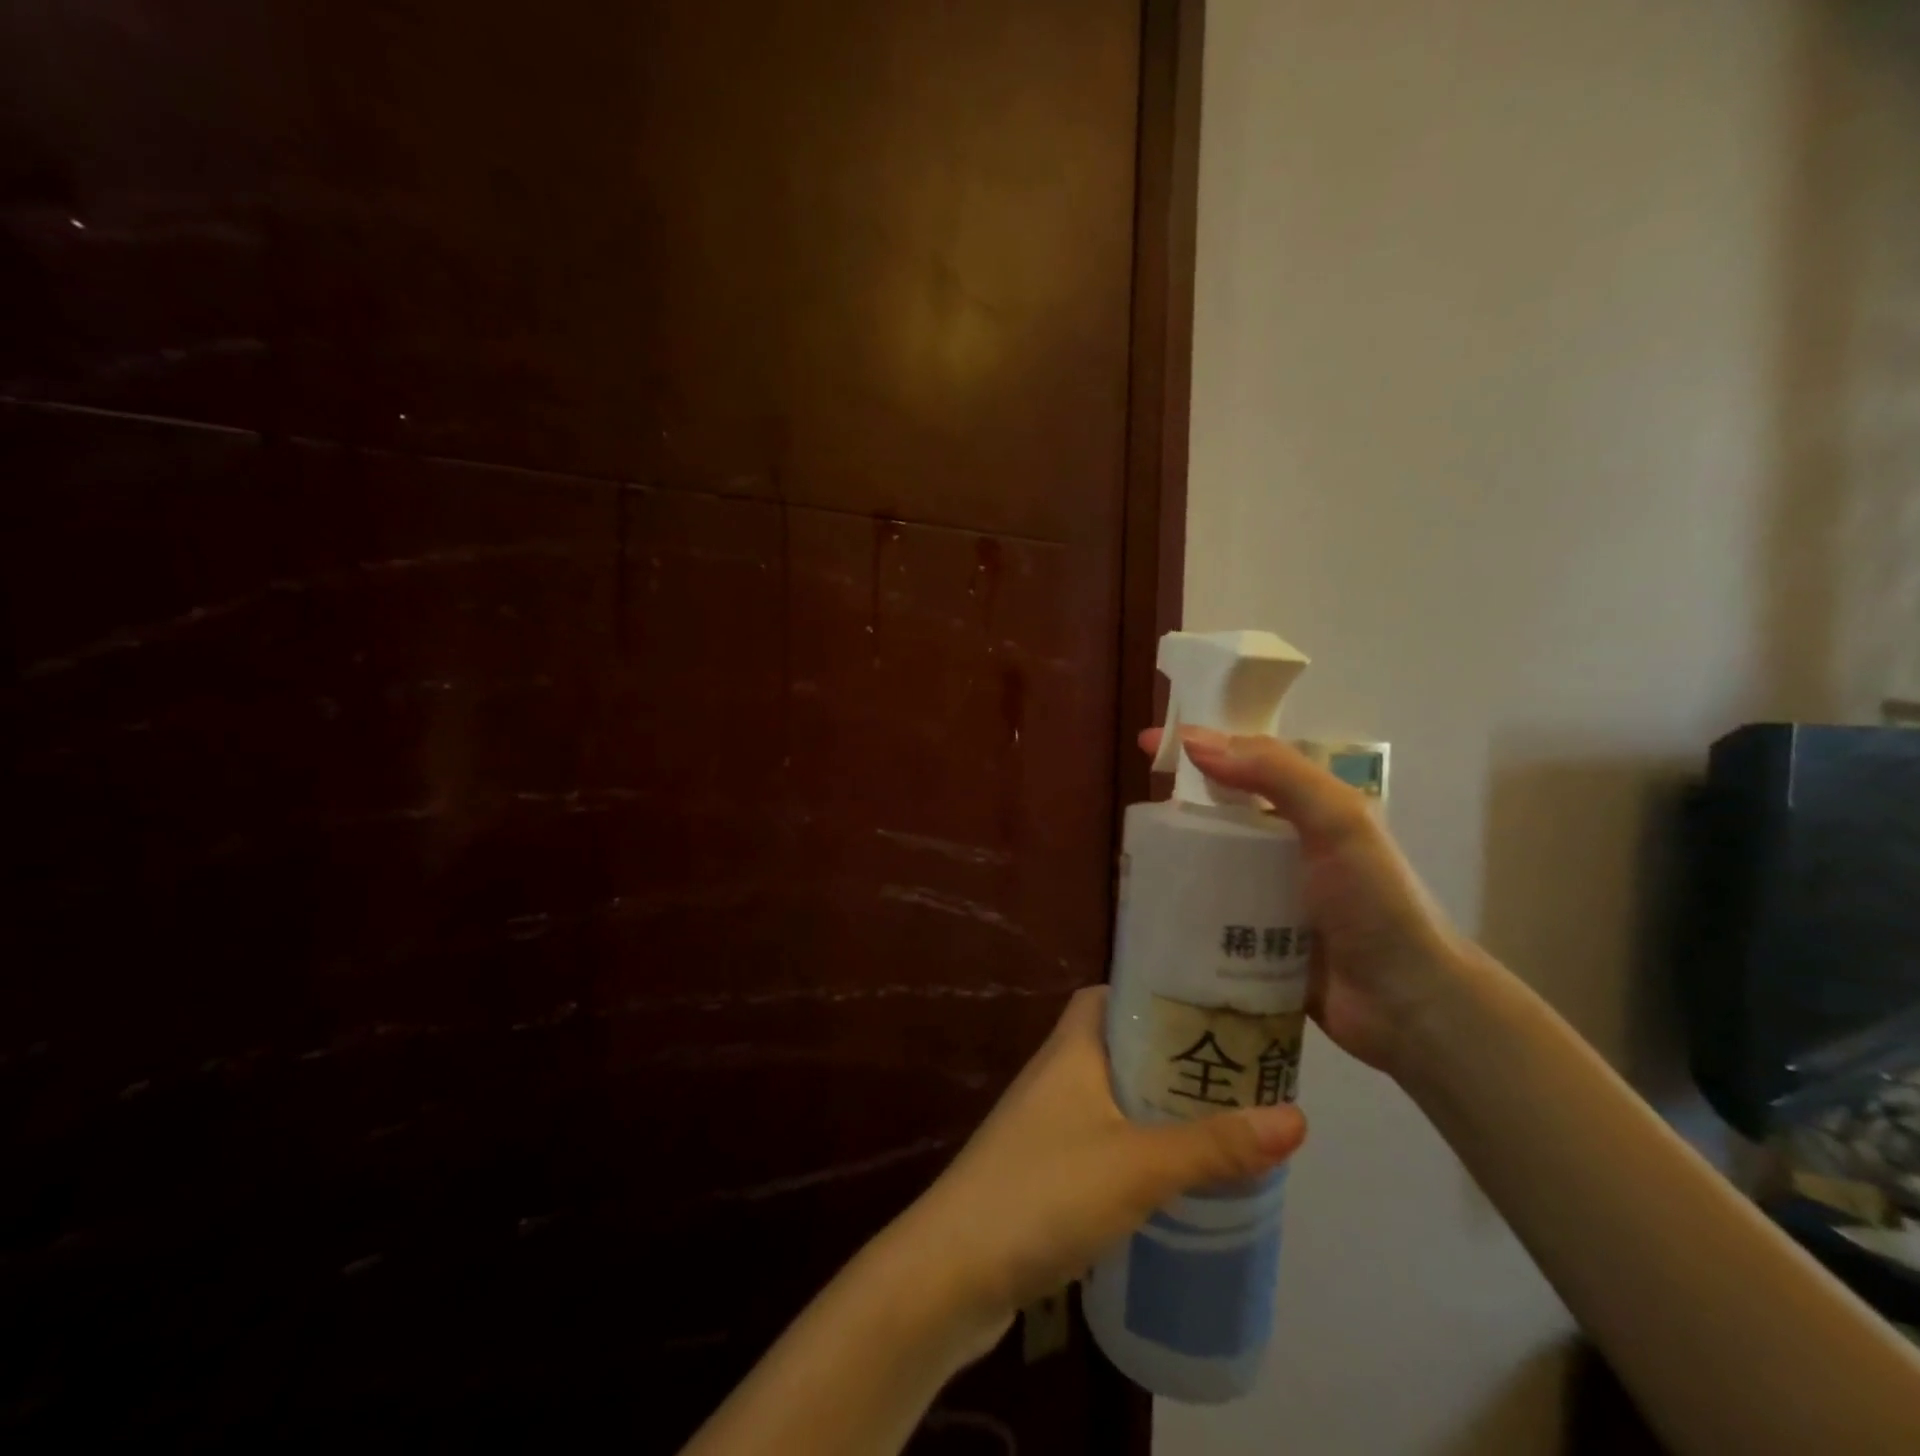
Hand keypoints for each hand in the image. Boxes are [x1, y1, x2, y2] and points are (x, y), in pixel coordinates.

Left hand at [891, 986, 1304, 1342]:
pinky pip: (1103, 1139)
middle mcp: (1056, 1073)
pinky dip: (1138, 1147)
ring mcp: (1046, 1123)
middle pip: (1120, 1046)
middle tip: (1235, 1071)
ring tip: (1220, 1121)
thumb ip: (1214, 1144)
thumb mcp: (1139, 1164)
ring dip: (1158, 1105)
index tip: (1211, 1006)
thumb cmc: (1045, 1190)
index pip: (1111, 994)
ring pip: (1113, 1096)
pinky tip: (1173, 1177)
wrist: (956, 1268)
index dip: (1155, 993)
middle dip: (1172, 1056)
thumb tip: (1298, 1116)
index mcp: (1071, 1048)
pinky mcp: (1045, 1169)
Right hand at [1140, 726, 1465, 1076]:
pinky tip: (1151, 907)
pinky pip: (1209, 911)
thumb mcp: (1339, 822)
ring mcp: (1270, 893)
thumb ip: (1277, 773)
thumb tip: (1196, 742)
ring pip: (1209, 862)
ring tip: (1131, 862)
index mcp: (1310, 808)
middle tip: (1133, 814)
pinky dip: (1181, 905)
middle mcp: (1287, 845)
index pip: (1244, 762)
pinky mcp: (1255, 938)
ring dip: (1174, 859)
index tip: (1146, 743)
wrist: (1408, 1005)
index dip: (1197, 746)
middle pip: (1219, 812)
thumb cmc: (1376, 903)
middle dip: (1176, 807)